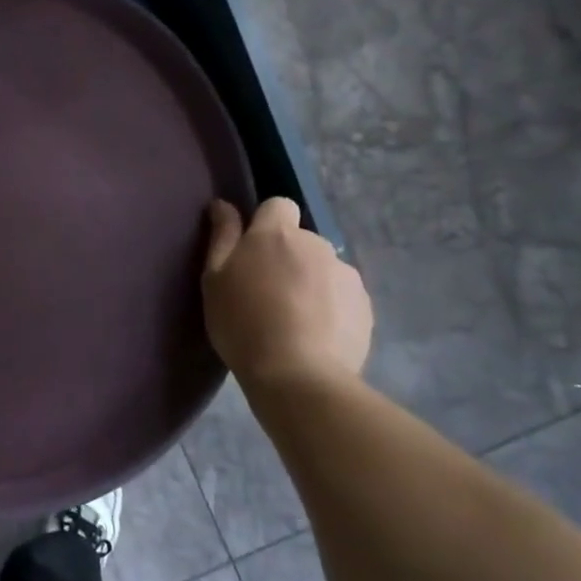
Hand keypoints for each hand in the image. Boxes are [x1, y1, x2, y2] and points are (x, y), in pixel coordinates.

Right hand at [201, 196, 371, 387]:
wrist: (298, 375)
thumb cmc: (242, 322)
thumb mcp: (214, 279)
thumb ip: (222, 236)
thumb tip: (223, 204)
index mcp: (277, 234)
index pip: (279, 205)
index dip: (266, 223)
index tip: (251, 251)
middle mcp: (317, 245)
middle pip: (301, 241)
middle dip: (287, 258)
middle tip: (266, 293)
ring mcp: (347, 275)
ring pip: (323, 269)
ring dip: (310, 283)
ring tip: (293, 320)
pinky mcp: (365, 307)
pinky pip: (342, 297)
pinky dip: (330, 308)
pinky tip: (314, 336)